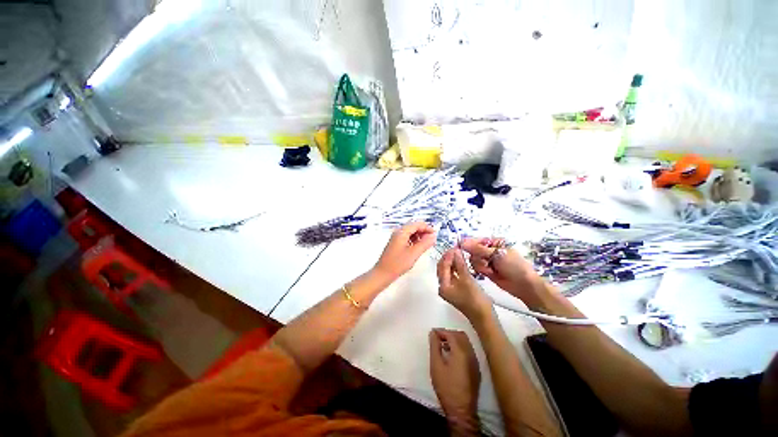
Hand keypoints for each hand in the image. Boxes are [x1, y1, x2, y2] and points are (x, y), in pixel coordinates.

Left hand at [374, 222, 435, 280]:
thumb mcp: (414, 253)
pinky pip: (407, 237)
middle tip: (432, 239)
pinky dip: (414, 240)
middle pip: (413, 227)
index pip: (416, 224)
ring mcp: (396, 238)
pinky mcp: (396, 244)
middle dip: (423, 231)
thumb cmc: (397, 264)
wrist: (383, 273)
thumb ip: (425, 243)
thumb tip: (433, 236)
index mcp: (401, 232)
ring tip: (426, 244)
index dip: (427, 227)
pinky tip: (418, 247)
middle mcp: (398, 232)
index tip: (435, 234)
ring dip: (419, 236)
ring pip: (410, 232)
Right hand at [429, 329, 480, 432]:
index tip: (432, 333)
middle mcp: (470, 353)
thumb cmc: (446, 387)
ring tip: (443, 345)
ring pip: (466, 342)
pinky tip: (452, 355)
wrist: (461, 410)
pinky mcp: (476, 368)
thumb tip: (433, 333)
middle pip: (460, 335)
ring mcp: (475, 361)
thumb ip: (434, 346)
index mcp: (461, 352)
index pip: (451, 334)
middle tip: (438, 338)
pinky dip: (460, 347)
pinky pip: (469, 350)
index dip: (441, 331)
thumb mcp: (436, 366)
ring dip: (455, 340)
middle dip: (448, 334)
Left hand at [437, 249, 492, 321]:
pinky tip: (461, 262)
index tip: (454, 247)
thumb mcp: (467, 279)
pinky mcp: (456, 290)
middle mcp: (443, 287)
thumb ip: (460, 264)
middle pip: (442, 268)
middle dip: (448, 258)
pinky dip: (456, 268)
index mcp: (443, 286)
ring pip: (448, 271)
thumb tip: (456, 251)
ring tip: (458, 253)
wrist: (484, 318)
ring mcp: (450, 289)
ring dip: (452, 262)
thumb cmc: (475, 300)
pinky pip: (453, 275)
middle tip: (456, 248)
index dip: (448, 256)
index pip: (442, 266)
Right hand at [460, 238, 543, 300]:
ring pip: (473, 259)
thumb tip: (463, 242)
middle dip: (477, 256)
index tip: (460, 247)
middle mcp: (489, 250)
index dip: (468, 243)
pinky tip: (490, 273)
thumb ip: (478, 249)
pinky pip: (476, 267)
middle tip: (485, 261)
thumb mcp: (497, 254)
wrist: (524, 286)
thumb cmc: (515, 266)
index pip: (476, 240)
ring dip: (480, 264)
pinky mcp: (486, 270)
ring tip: (490, 269)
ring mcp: (487, 260)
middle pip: (472, 250)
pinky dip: (481, 270)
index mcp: (494, 242)